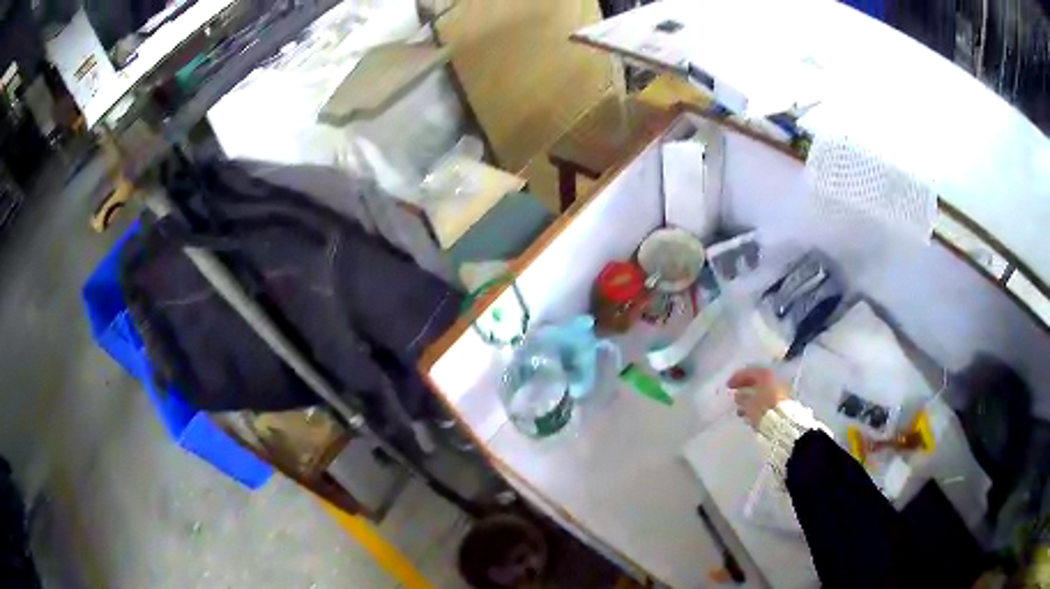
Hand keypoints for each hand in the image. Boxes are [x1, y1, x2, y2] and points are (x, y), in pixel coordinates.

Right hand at [727, 366, 788, 429]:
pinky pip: (766, 398)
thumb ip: (741, 397)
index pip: (748, 372)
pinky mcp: (781, 400)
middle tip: (734, 393)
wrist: (783, 421)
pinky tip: (750, 411)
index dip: (736, 378)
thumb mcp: (748, 403)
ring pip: (761, 390)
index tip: (728, 385)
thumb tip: (737, 395)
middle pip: (755, 380)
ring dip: (750, 396)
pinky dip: (757, 402)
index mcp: (764, 374)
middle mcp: (772, 378)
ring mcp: (778, 389)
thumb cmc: (763, 408)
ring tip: (740, 406)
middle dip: (744, 387)